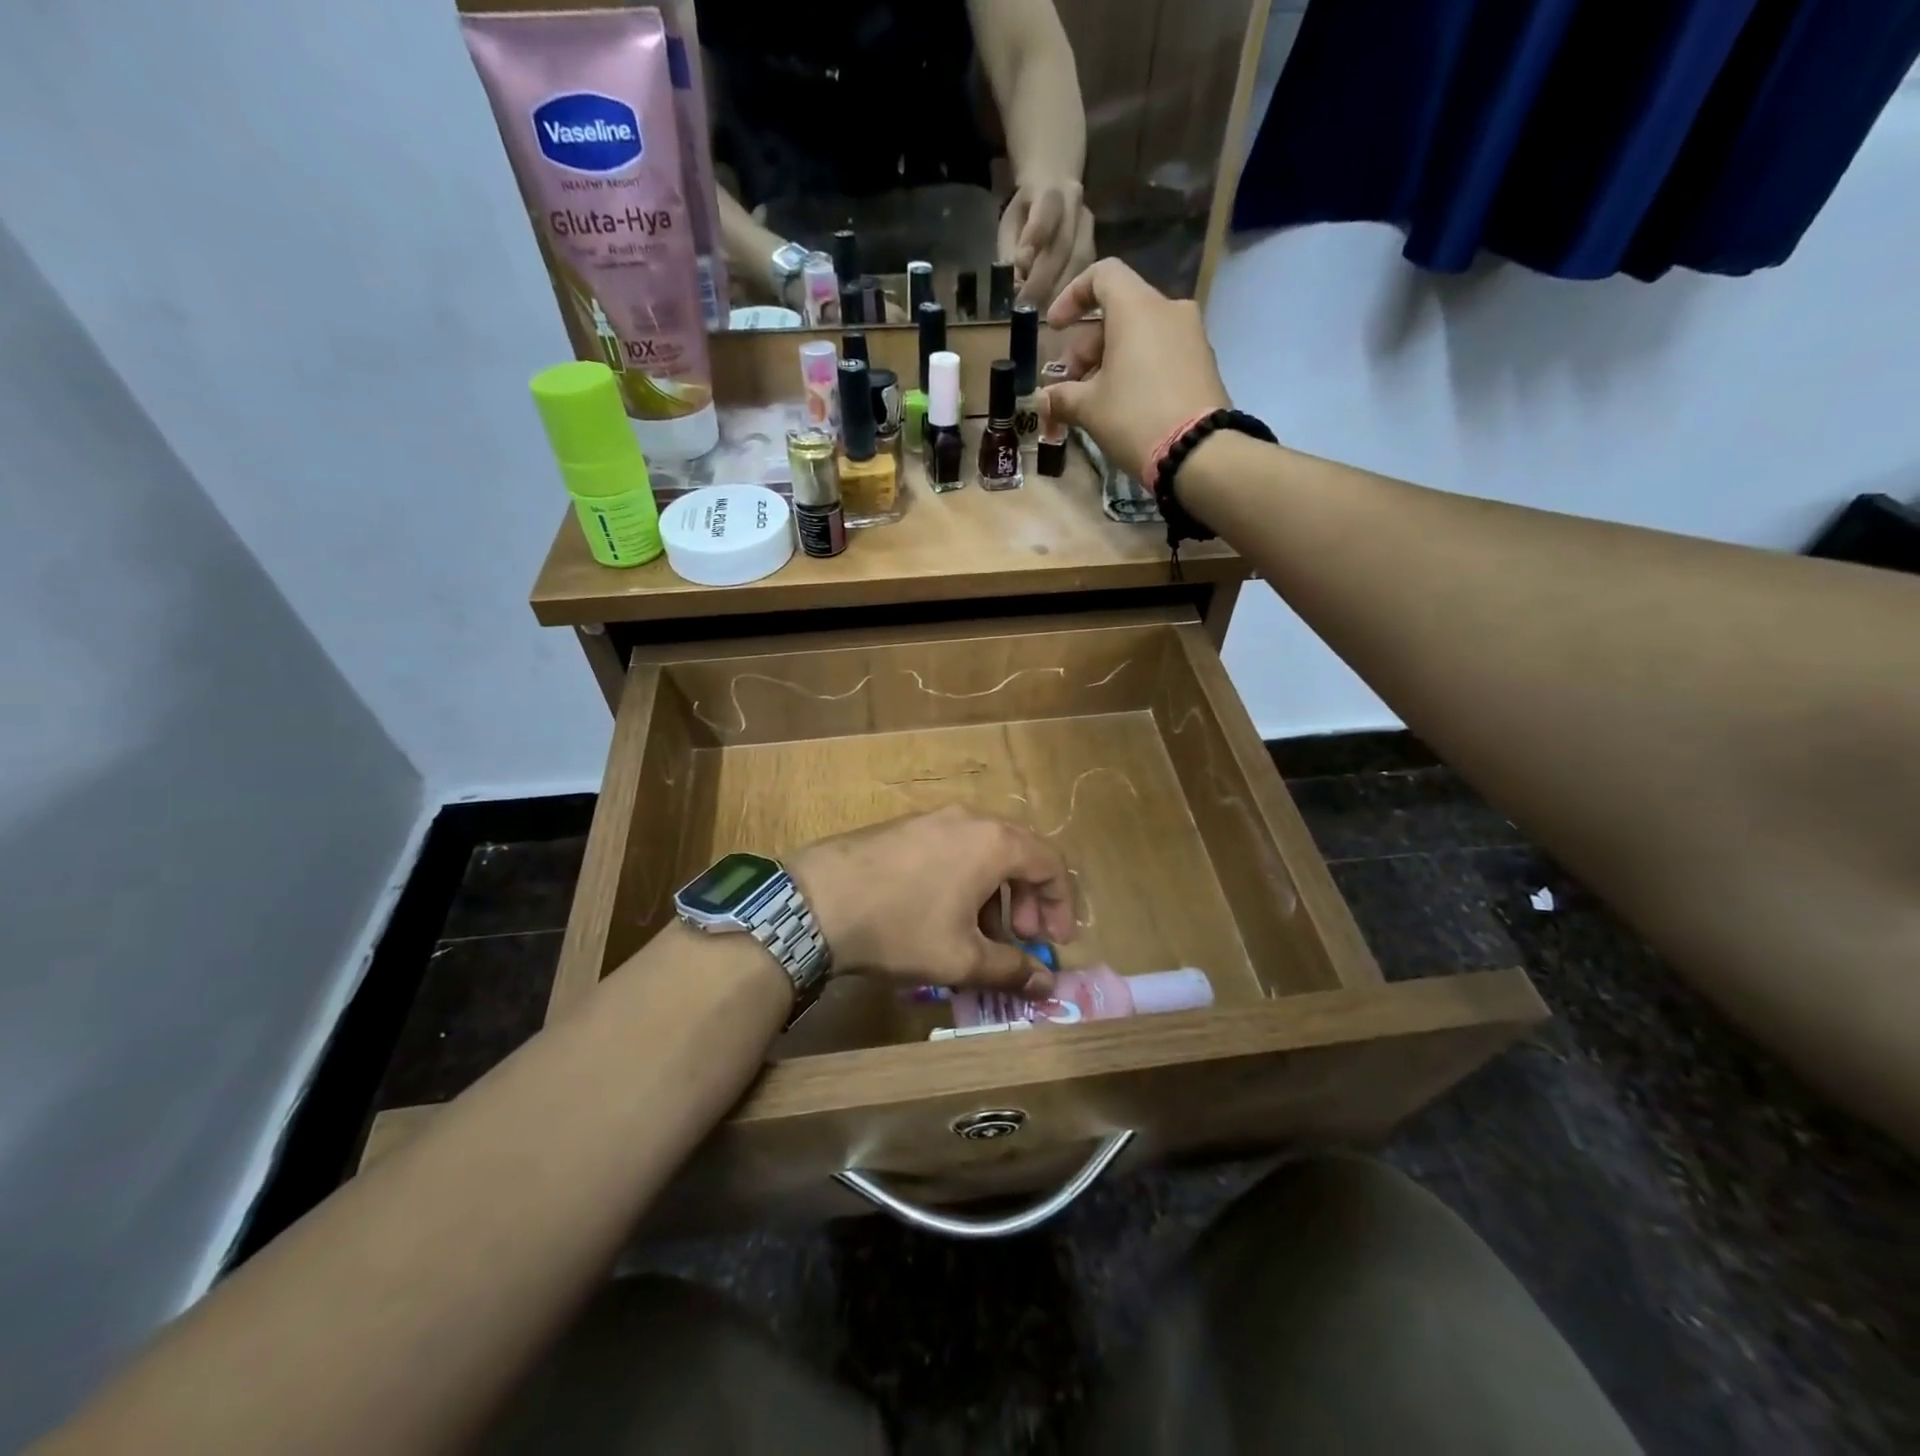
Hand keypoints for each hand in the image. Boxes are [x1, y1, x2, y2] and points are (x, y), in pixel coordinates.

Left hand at [791, 806, 1075, 994]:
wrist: (815, 901)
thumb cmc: (901, 927)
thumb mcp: (961, 958)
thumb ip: (1011, 969)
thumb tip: (1046, 985)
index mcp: (994, 842)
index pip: (1050, 863)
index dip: (1061, 905)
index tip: (1055, 942)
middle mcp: (968, 819)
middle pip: (1019, 852)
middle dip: (1028, 898)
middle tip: (1022, 937)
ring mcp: (932, 818)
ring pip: (983, 851)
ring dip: (995, 891)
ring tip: (980, 933)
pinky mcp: (903, 826)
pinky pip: (951, 848)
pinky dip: (964, 878)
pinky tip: (942, 913)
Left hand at [998, 179, 1095, 309]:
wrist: (1055, 186)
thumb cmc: (1026, 212)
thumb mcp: (1010, 224)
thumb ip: (1011, 252)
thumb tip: (1015, 285)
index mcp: (1050, 191)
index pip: (1044, 214)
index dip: (1034, 240)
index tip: (1020, 266)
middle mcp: (1075, 206)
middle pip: (1063, 245)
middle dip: (1043, 280)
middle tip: (1026, 306)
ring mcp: (1089, 227)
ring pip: (1079, 263)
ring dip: (1060, 293)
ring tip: (1040, 314)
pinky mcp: (1095, 249)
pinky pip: (1086, 274)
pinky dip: (1071, 296)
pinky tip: (1058, 312)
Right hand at [1042, 258, 1233, 480]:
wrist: (1199, 452)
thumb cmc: (1135, 418)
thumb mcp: (1089, 409)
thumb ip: (1062, 397)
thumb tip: (1045, 399)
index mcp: (1137, 308)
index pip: (1102, 275)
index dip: (1072, 296)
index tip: (1055, 327)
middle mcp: (1169, 310)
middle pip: (1119, 311)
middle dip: (1087, 346)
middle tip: (1070, 384)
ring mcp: (1192, 336)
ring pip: (1141, 334)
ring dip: (1111, 360)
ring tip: (1094, 400)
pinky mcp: (1204, 363)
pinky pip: (1161, 353)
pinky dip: (1137, 368)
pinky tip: (1124, 404)